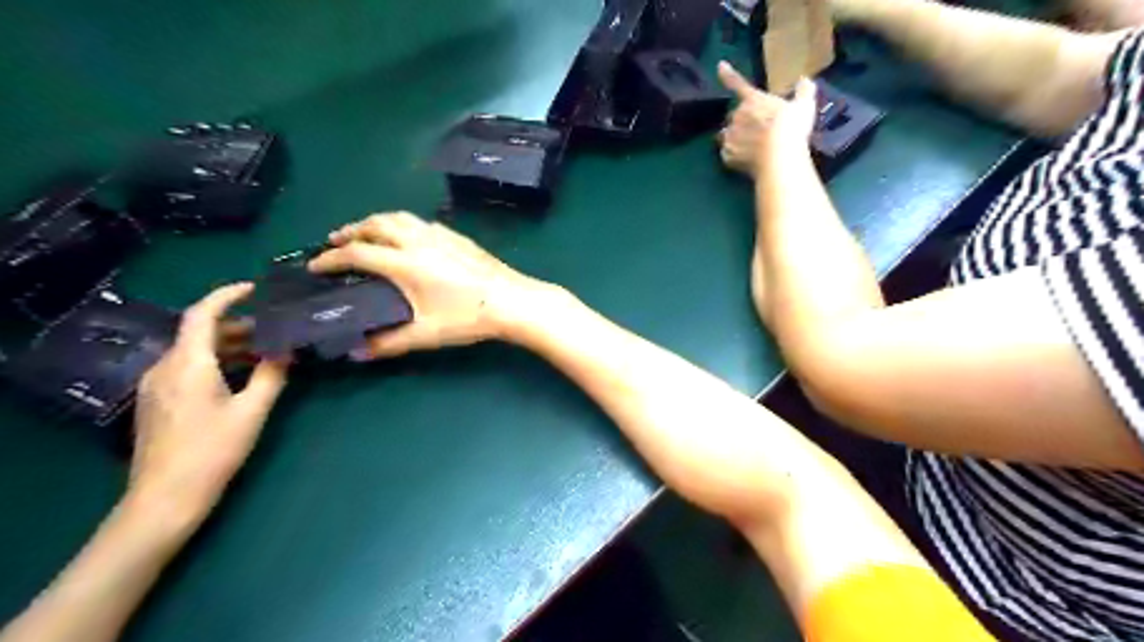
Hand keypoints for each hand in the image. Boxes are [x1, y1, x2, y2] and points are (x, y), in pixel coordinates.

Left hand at [128, 287, 288, 531]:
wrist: (164, 498)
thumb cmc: (213, 451)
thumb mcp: (252, 411)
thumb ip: (271, 375)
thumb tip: (286, 351)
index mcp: (188, 364)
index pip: (202, 315)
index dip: (227, 296)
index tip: (255, 289)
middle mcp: (165, 367)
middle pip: (199, 333)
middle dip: (237, 326)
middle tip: (274, 329)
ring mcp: (156, 385)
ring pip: (194, 351)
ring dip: (228, 346)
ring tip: (264, 352)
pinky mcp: (156, 401)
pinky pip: (187, 368)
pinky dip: (215, 362)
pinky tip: (239, 376)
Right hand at [309, 210, 548, 359]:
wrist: (512, 301)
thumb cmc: (469, 318)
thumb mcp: (427, 334)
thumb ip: (389, 343)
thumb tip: (356, 352)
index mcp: (406, 263)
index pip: (358, 253)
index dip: (331, 258)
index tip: (315, 265)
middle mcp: (418, 241)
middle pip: (375, 225)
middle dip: (350, 231)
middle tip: (335, 241)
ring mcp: (440, 235)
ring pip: (398, 217)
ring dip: (375, 222)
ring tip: (365, 233)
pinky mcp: (457, 236)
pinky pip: (419, 222)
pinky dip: (401, 223)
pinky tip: (406, 236)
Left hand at [713, 61, 811, 174]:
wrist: (778, 157)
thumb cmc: (792, 127)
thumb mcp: (804, 106)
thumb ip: (804, 91)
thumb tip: (805, 80)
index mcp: (753, 100)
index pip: (738, 84)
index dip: (728, 75)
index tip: (720, 66)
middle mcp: (737, 115)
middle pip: (734, 115)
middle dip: (742, 119)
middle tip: (756, 129)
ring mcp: (730, 136)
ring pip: (726, 134)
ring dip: (733, 136)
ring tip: (746, 145)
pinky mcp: (727, 155)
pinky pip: (726, 153)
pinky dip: (732, 155)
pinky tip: (742, 159)